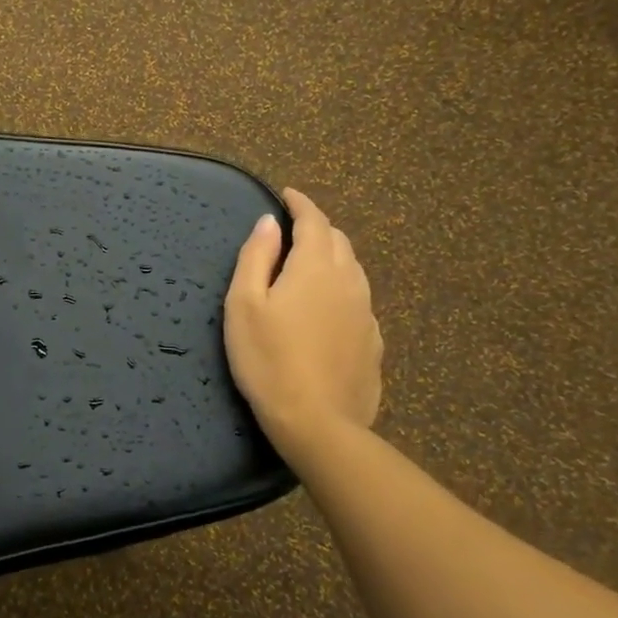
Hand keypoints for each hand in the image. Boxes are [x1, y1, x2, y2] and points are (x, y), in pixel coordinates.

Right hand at [224, 188, 382, 466]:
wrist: (317, 423)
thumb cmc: (267, 359)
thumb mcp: (244, 304)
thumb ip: (256, 257)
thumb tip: (269, 222)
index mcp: (316, 266)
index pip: (314, 220)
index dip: (301, 203)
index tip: (288, 194)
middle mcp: (349, 281)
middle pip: (339, 241)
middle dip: (317, 228)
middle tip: (293, 231)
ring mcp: (366, 313)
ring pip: (353, 270)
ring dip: (333, 256)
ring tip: (310, 263)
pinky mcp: (373, 343)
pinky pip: (358, 300)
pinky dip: (342, 289)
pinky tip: (328, 307)